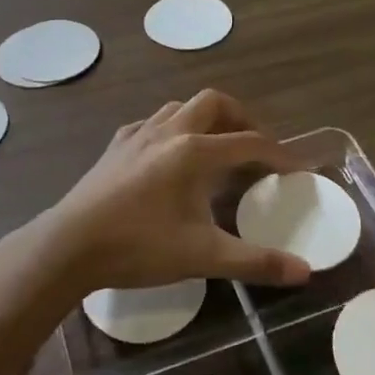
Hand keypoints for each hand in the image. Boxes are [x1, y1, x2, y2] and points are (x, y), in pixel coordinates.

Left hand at [31, 90, 310, 296]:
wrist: (70, 245)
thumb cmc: (139, 246)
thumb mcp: (203, 256)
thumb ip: (256, 262)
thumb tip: (305, 272)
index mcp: (194, 151)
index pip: (248, 142)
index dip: (278, 153)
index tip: (296, 166)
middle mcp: (169, 131)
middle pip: (213, 102)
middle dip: (240, 117)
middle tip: (254, 144)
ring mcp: (138, 134)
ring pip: (180, 107)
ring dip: (204, 118)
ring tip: (215, 146)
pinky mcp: (115, 146)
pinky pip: (151, 123)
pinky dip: (171, 129)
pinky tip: (167, 156)